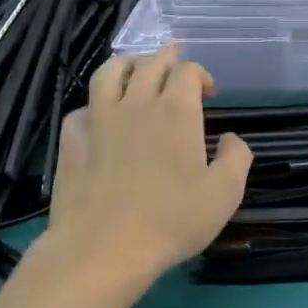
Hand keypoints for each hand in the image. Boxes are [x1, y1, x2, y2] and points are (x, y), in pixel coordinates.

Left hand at [41, 46, 252, 288]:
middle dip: (167, 58)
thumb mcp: (224, 194)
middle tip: (175, 62)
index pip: (188, 71)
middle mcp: (137, 104)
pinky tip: (101, 118)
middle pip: (151, 63)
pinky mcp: (72, 140)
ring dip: (128, 65)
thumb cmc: (170, 221)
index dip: (201, 74)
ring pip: (110, 72)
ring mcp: (99, 119)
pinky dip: (96, 104)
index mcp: (176, 111)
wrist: (102, 250)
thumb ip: (236, 158)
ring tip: (136, 71)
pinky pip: (83, 107)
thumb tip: (230, 139)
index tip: (209, 93)